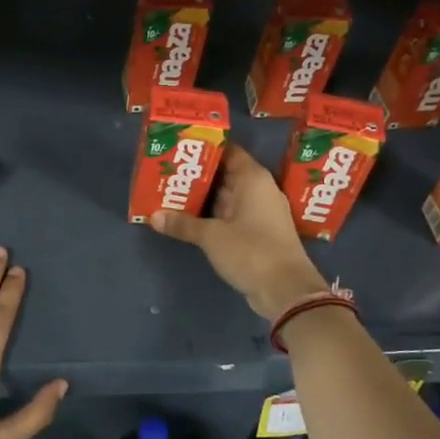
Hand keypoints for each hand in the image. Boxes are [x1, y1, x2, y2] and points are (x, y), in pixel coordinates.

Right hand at [151, 144, 327, 320]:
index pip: (228, 151)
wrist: (286, 290)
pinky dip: (212, 216)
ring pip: (226, 197)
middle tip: (168, 172)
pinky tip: (188, 218)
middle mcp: (259, 190)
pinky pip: (230, 216)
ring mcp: (260, 213)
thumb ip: (183, 224)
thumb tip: (153, 217)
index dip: (205, 148)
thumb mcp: (211, 236)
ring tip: (171, 193)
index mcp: (253, 179)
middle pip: (225, 174)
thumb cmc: (251, 250)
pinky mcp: (258, 234)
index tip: (180, 148)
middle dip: (198, 175)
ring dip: (203, 198)